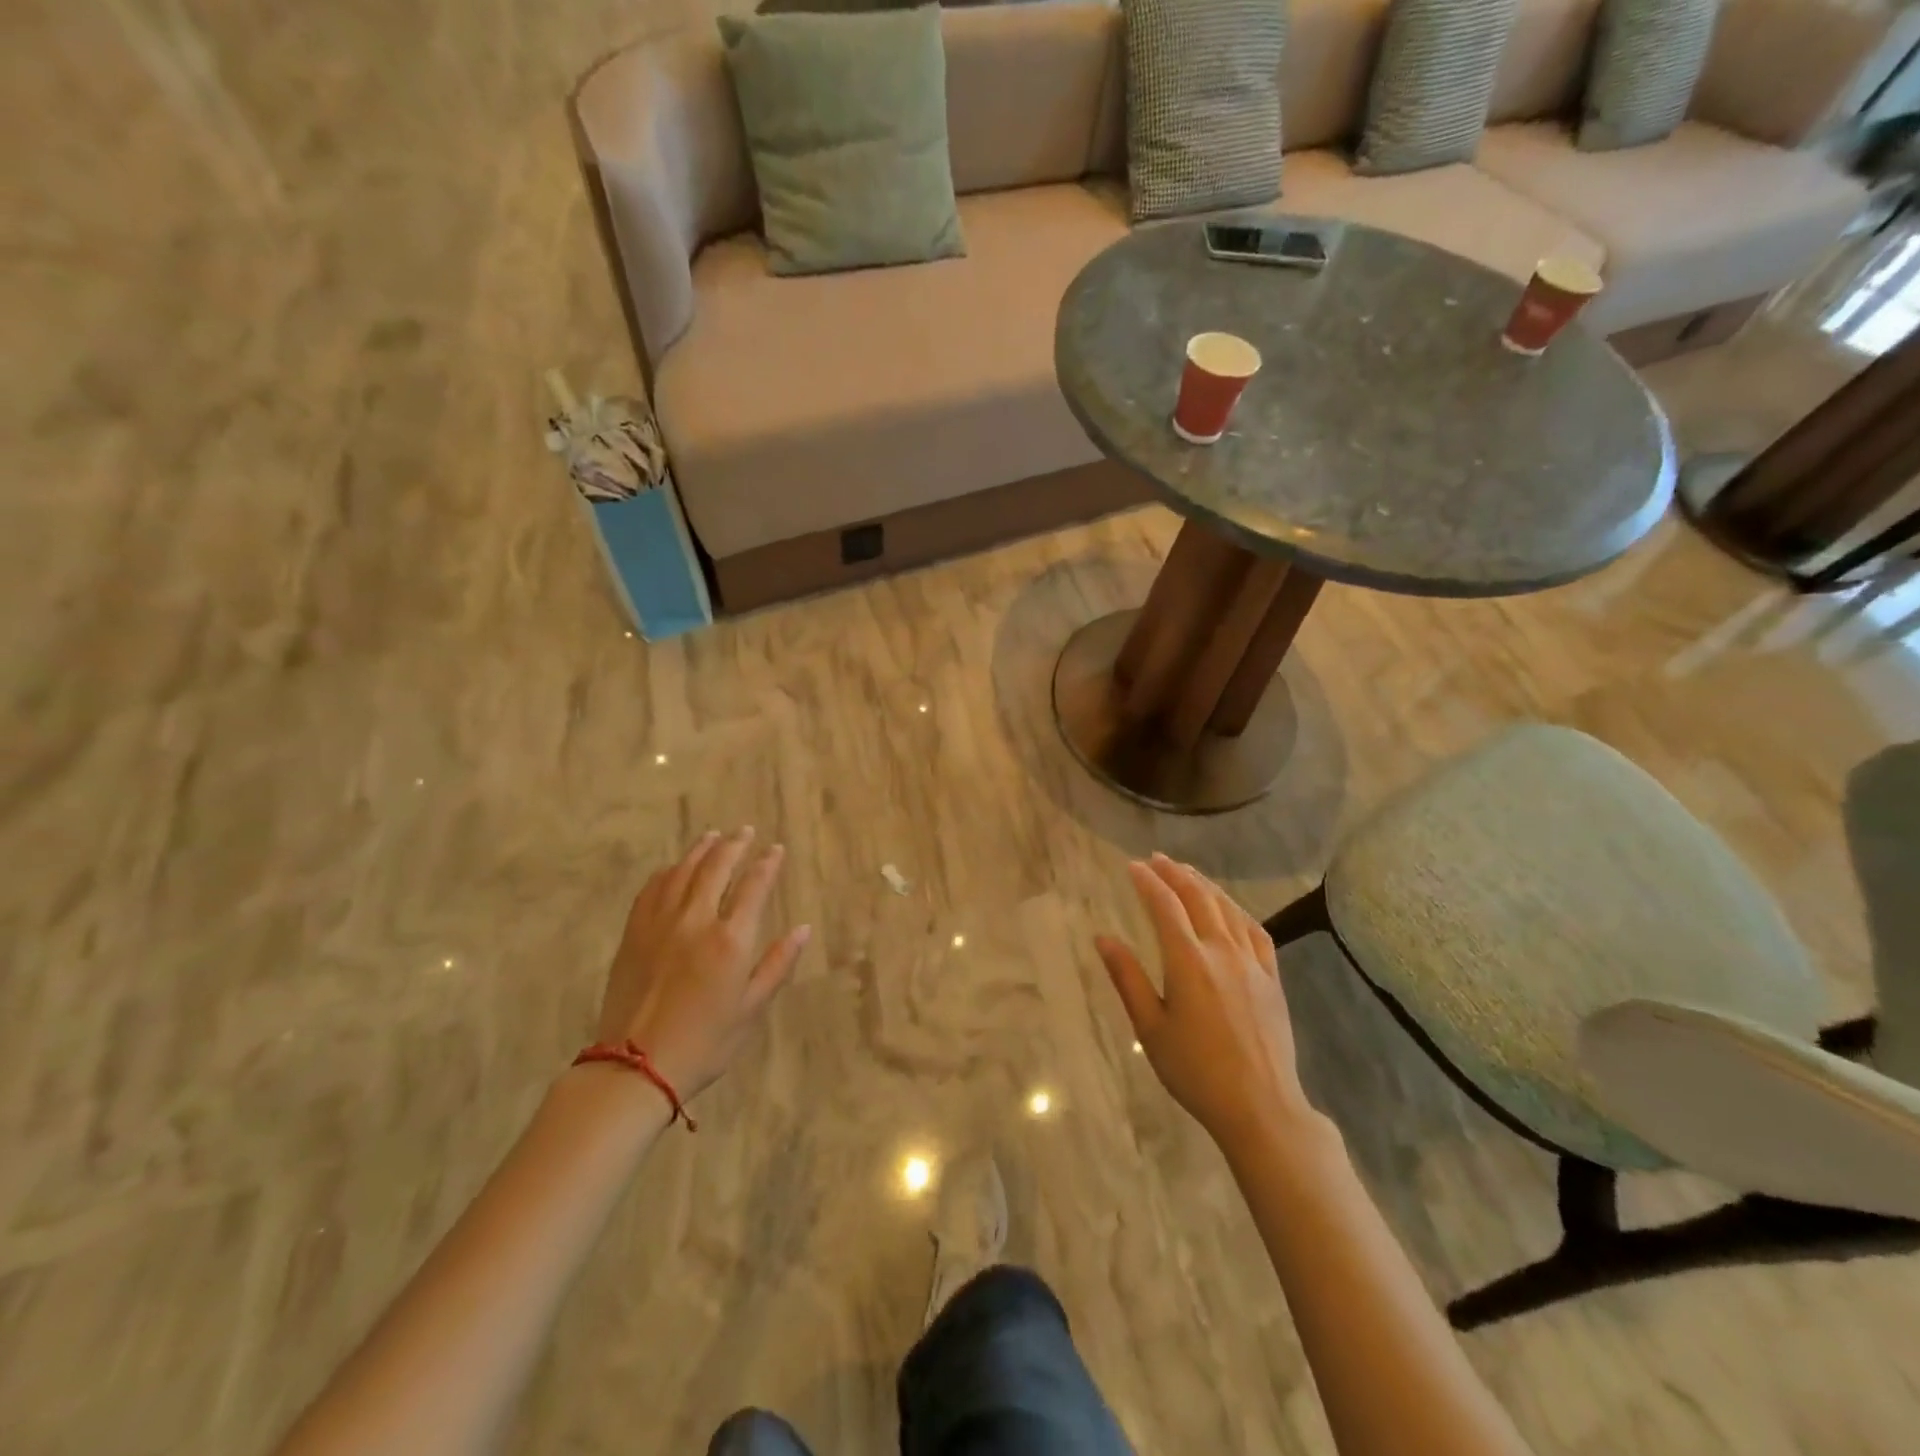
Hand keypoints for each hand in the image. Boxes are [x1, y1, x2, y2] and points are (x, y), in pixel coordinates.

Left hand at [595, 828, 809, 1099]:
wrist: (634, 1067)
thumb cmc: (704, 1043)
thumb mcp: (751, 1009)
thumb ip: (777, 964)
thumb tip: (803, 929)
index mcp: (730, 940)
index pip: (754, 886)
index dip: (767, 864)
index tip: (776, 849)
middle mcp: (695, 921)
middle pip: (716, 868)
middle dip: (734, 845)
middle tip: (744, 831)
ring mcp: (659, 924)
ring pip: (682, 872)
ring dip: (700, 850)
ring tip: (712, 836)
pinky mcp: (633, 934)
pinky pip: (651, 889)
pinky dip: (667, 872)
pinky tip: (674, 868)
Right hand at [1096, 854, 1314, 1144]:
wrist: (1261, 1106)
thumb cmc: (1195, 1071)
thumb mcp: (1150, 1028)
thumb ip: (1127, 978)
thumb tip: (1103, 938)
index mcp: (1188, 962)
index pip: (1165, 906)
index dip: (1147, 882)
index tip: (1133, 866)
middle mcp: (1222, 952)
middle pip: (1198, 898)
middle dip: (1175, 873)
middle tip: (1157, 858)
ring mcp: (1252, 963)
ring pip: (1228, 909)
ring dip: (1205, 885)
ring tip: (1187, 872)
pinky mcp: (1272, 978)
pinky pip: (1256, 931)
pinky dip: (1237, 911)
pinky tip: (1229, 909)